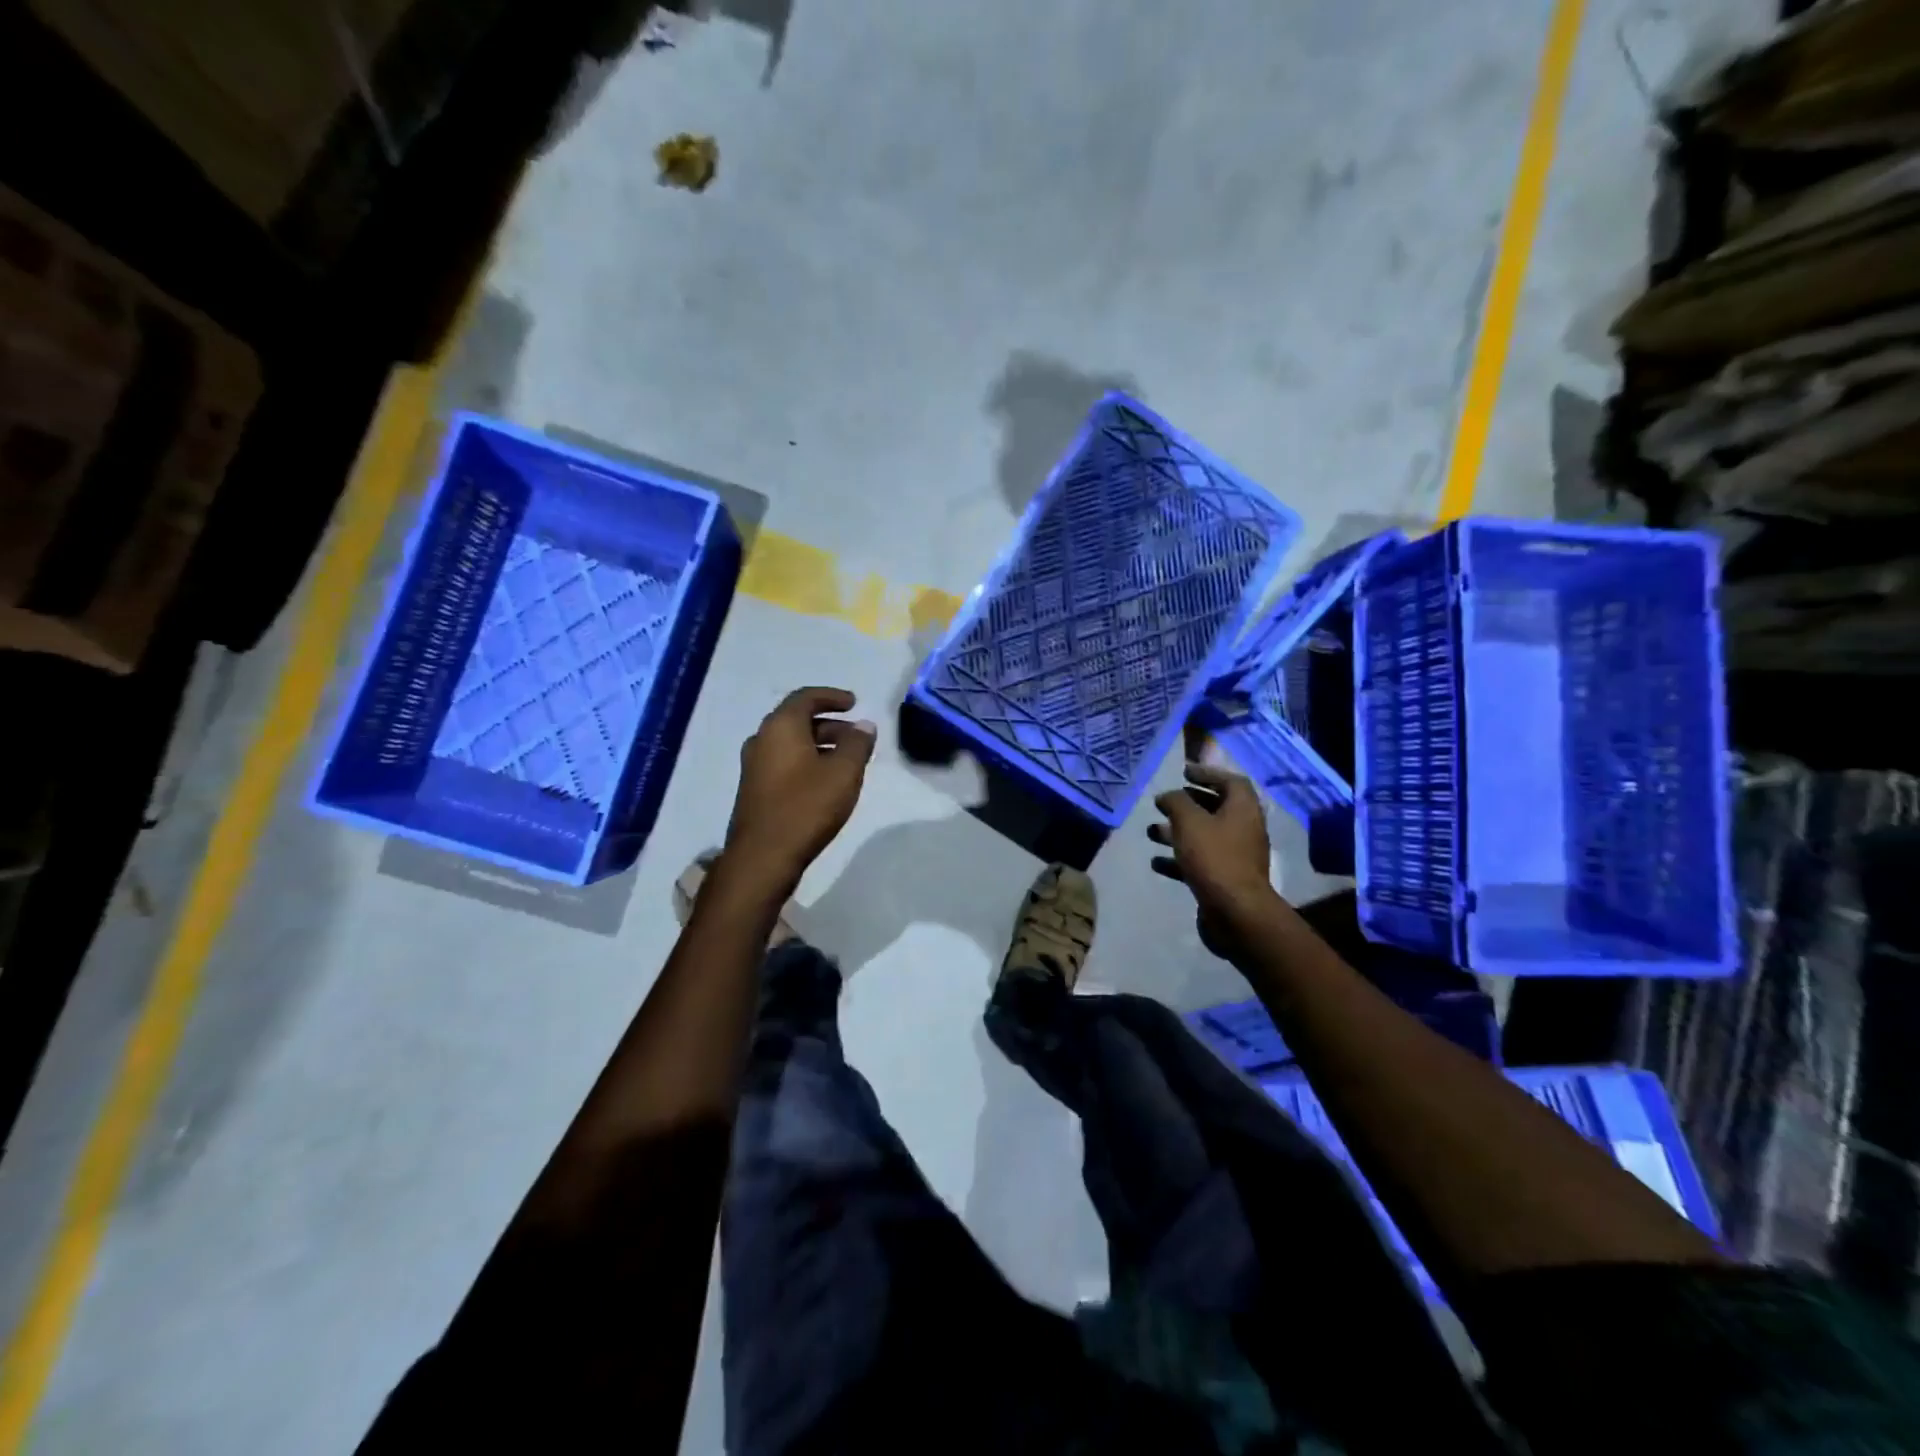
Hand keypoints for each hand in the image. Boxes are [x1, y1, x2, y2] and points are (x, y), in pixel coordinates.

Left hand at [724, 687, 876, 891]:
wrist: (762, 857)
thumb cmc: (806, 807)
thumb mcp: (843, 773)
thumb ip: (857, 744)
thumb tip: (864, 725)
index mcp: (780, 727)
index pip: (806, 697)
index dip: (832, 696)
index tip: (854, 703)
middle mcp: (762, 739)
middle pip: (797, 719)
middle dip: (830, 724)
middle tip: (857, 737)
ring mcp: (754, 765)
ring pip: (791, 743)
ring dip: (819, 744)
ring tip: (847, 761)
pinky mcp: (754, 789)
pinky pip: (784, 762)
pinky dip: (807, 761)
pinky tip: (825, 782)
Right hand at [1149, 763, 1275, 956]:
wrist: (1235, 912)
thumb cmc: (1214, 857)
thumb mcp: (1189, 821)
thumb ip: (1176, 802)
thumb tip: (1168, 796)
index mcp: (1243, 809)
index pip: (1230, 781)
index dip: (1207, 773)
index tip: (1183, 773)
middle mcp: (1244, 829)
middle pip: (1216, 808)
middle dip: (1188, 804)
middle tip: (1165, 801)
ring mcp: (1236, 856)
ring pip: (1204, 836)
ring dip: (1178, 831)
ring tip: (1151, 832)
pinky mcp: (1225, 879)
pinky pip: (1200, 861)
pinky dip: (1179, 859)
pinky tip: (1156, 862)